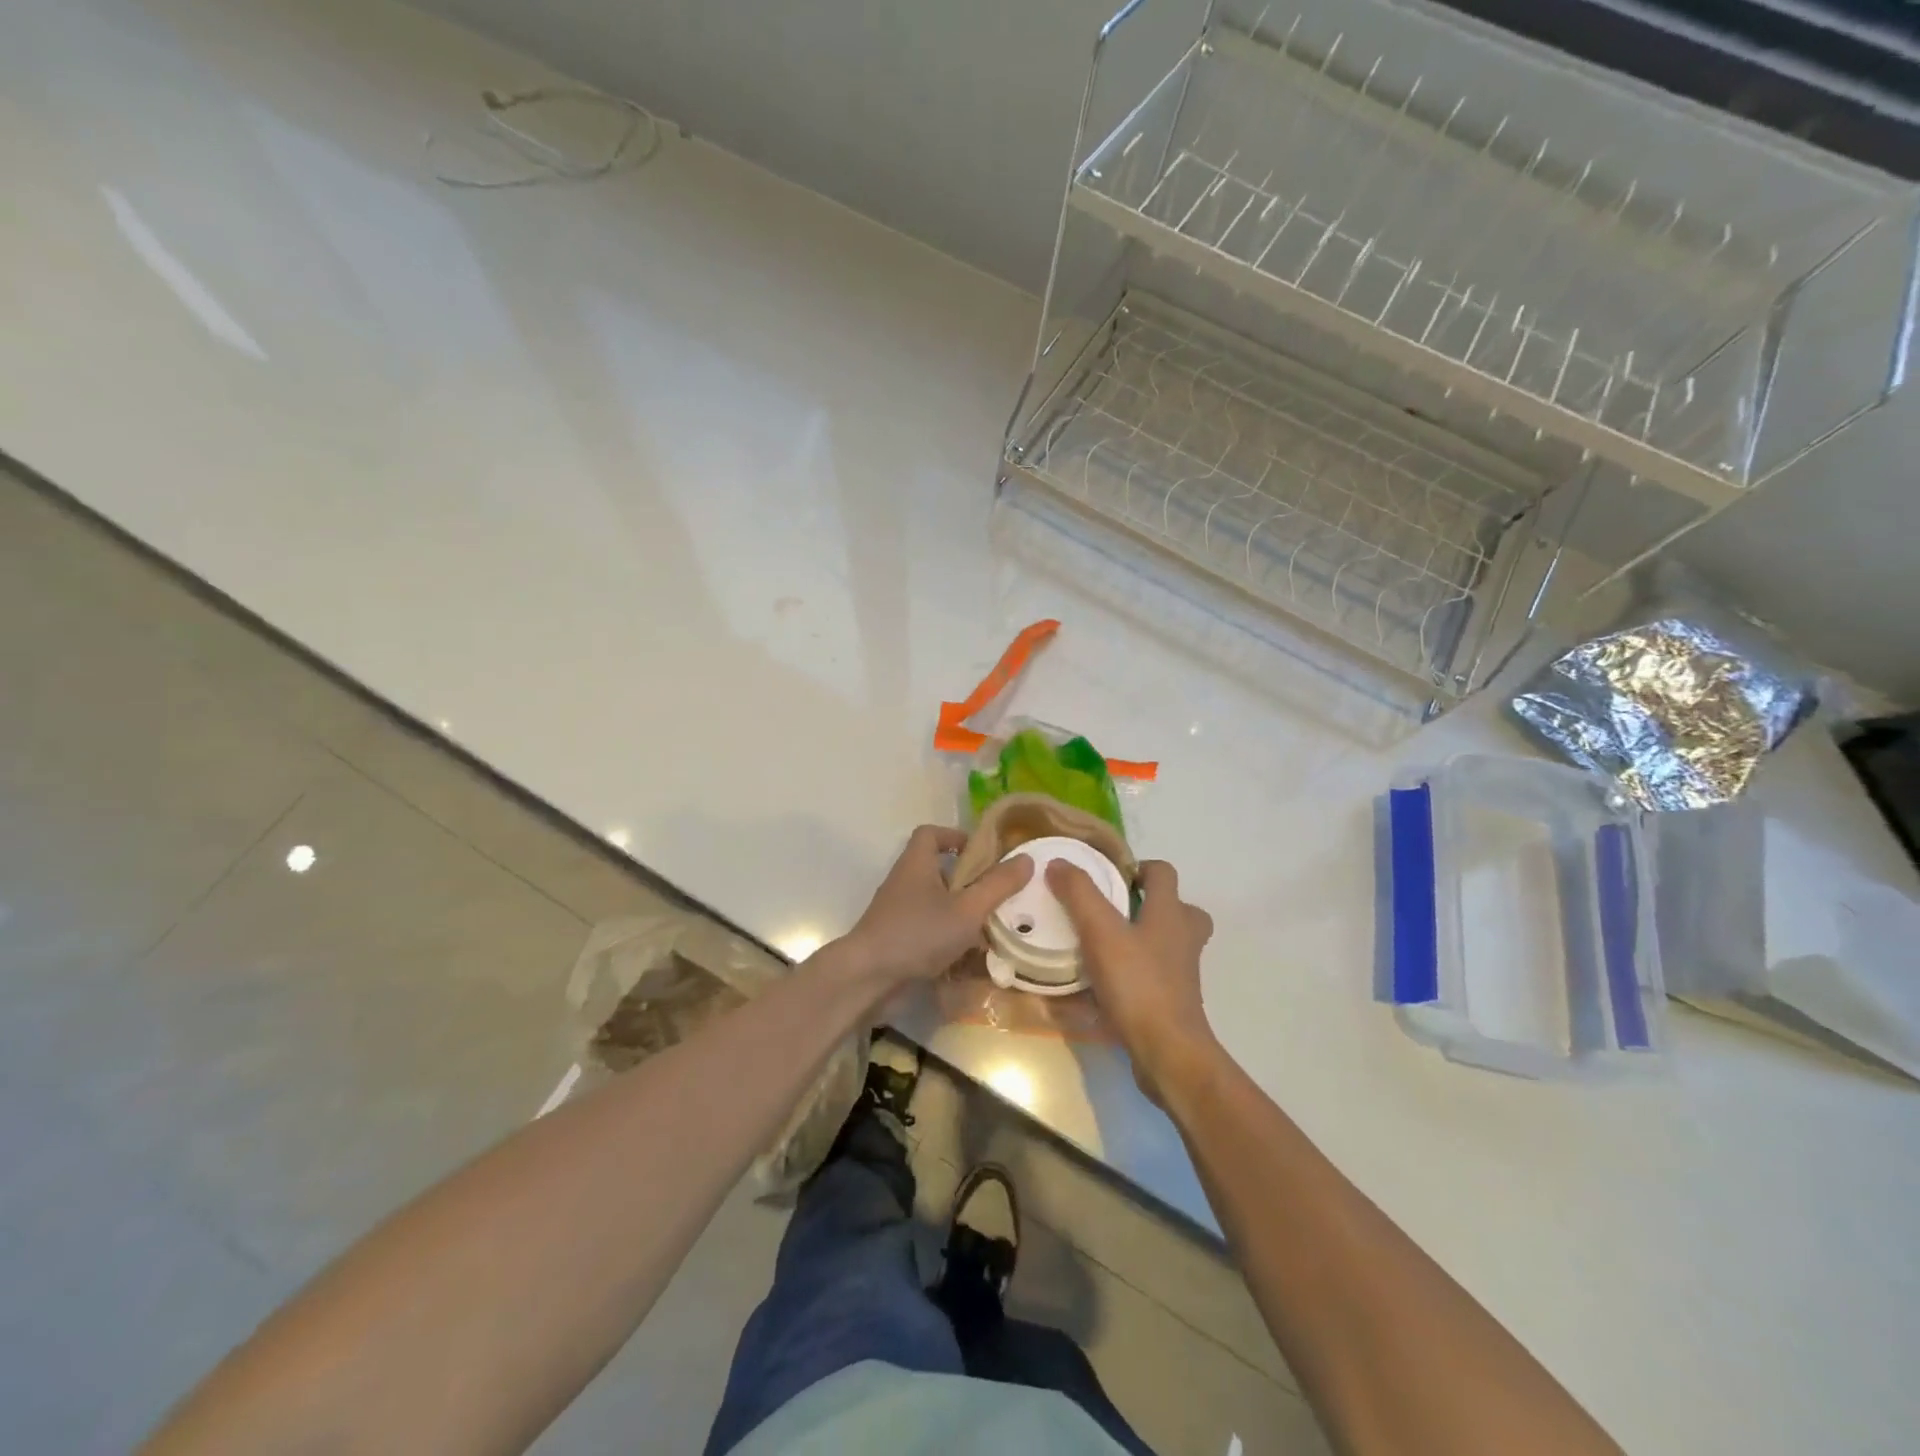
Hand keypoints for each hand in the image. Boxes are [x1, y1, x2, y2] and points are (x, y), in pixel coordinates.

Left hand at [840, 825, 1033, 986]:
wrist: (867, 978)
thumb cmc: (918, 933)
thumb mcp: (967, 909)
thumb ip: (997, 885)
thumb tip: (1026, 858)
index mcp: (916, 863)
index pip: (931, 834)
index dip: (956, 837)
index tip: (983, 854)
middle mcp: (904, 882)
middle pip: (937, 869)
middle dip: (968, 880)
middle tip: (997, 894)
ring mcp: (898, 912)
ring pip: (935, 902)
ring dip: (961, 911)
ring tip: (992, 926)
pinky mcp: (897, 939)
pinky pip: (928, 929)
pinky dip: (948, 937)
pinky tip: (970, 956)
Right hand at [1049, 859, 1216, 1105]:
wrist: (1167, 1052)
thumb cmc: (1137, 984)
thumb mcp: (1100, 932)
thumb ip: (1079, 894)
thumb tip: (1059, 863)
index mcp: (1170, 913)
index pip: (1163, 872)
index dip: (1138, 867)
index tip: (1108, 877)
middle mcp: (1183, 938)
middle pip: (1175, 907)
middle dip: (1146, 903)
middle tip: (1110, 910)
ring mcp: (1182, 972)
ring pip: (1167, 942)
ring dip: (1141, 937)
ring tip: (1103, 944)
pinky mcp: (1174, 1000)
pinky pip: (1156, 974)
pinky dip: (1136, 971)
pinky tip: (1104, 981)